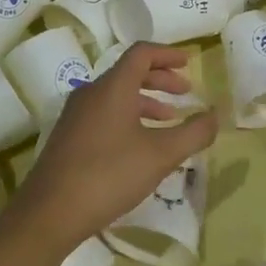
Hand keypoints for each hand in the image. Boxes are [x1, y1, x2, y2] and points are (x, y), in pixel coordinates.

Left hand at [14, 42, 218, 249]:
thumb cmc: (109, 174)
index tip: (189, 63)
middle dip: (160, 79)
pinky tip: (140, 145)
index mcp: (112, 87)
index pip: (141, 53)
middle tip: (185, 93)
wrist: (50, 212)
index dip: (167, 54)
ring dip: (145, 101)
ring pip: (116, 96)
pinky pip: (104, 114)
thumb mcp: (161, 155)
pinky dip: (128, 117)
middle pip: (129, 73)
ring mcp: (75, 115)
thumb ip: (193, 133)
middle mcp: (91, 93)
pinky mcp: (68, 136)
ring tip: (168, 120)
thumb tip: (215, 116)